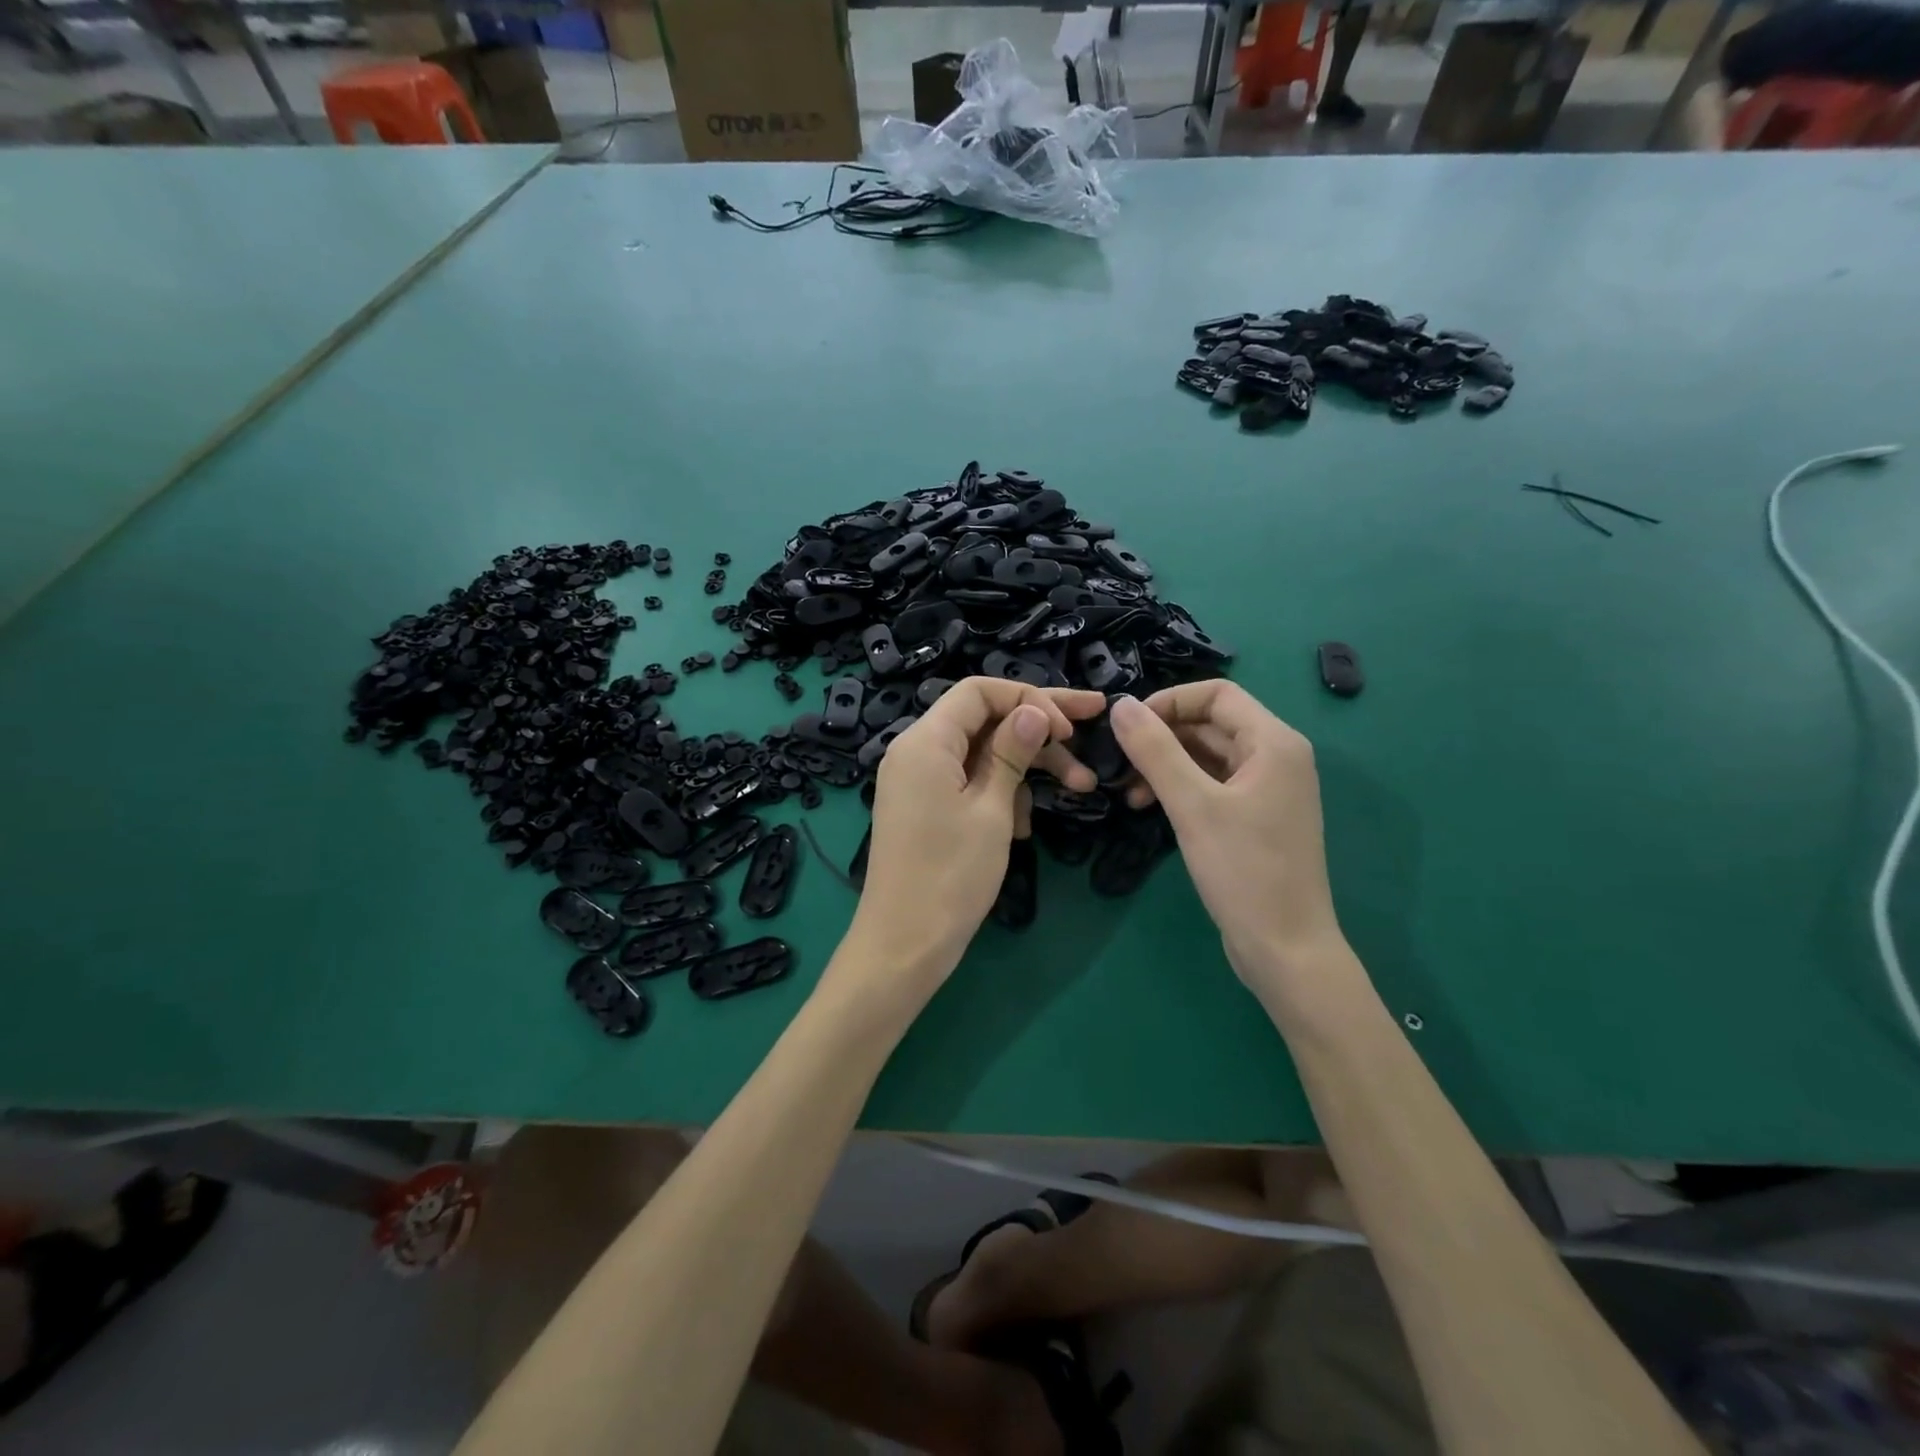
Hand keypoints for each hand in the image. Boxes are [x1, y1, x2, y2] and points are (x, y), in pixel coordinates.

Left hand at [843, 677, 1104, 994]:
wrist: (904, 944)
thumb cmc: (951, 875)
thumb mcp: (992, 809)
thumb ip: (1011, 752)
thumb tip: (1034, 710)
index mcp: (925, 741)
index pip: (980, 691)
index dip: (1030, 698)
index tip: (1071, 726)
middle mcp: (915, 751)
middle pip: (984, 718)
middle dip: (1038, 728)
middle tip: (1091, 734)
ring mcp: (918, 781)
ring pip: (981, 753)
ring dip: (1026, 768)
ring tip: (1078, 789)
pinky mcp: (925, 806)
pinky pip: (968, 782)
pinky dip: (1001, 794)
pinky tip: (1023, 828)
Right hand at [1110, 683, 1344, 986]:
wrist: (1285, 949)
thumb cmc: (1244, 871)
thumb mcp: (1193, 806)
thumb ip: (1155, 750)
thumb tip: (1120, 704)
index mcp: (1274, 742)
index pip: (1217, 694)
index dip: (1169, 701)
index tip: (1128, 727)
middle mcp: (1277, 757)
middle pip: (1211, 723)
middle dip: (1163, 736)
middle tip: (1120, 763)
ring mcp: (1268, 790)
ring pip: (1208, 756)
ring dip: (1167, 765)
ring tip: (1129, 793)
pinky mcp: (1256, 818)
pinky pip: (1213, 785)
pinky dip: (1181, 788)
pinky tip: (1151, 808)